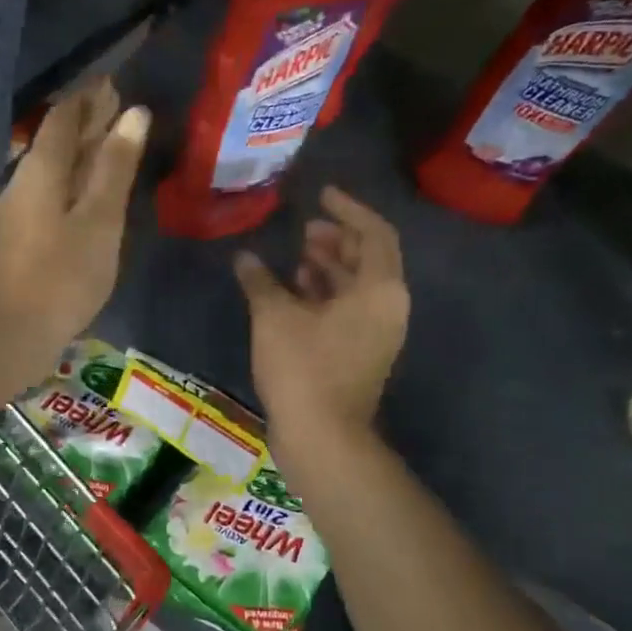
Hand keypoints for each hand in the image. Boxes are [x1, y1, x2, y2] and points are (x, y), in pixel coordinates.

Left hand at [0, 80, 148, 409]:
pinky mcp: (24, 235)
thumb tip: (135, 113)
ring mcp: (21, 209)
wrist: (14, 332)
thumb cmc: (63, 275)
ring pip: (54, 166)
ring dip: (82, 149)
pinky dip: (76, 178)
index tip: (115, 82)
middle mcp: (25, 180)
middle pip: (57, 139)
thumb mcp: (100, 219)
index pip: (64, 116)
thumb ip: (116, 167)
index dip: (89, 96)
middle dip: (87, 119)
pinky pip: (53, 190)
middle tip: (119, 103)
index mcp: (42, 169)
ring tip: (113, 140)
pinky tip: (91, 189)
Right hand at [236, 187, 409, 448]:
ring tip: (297, 255)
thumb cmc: (302, 367)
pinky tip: (293, 291)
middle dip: (338, 239)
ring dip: (330, 266)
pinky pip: (348, 309)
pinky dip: (325, 294)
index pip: (373, 233)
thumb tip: (245, 257)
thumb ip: (260, 280)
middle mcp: (387, 307)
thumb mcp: (274, 317)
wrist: (322, 435)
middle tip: (305, 227)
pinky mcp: (360, 353)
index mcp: (379, 289)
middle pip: (369, 259)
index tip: (322, 195)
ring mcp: (376, 333)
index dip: (348, 209)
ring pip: (357, 286)